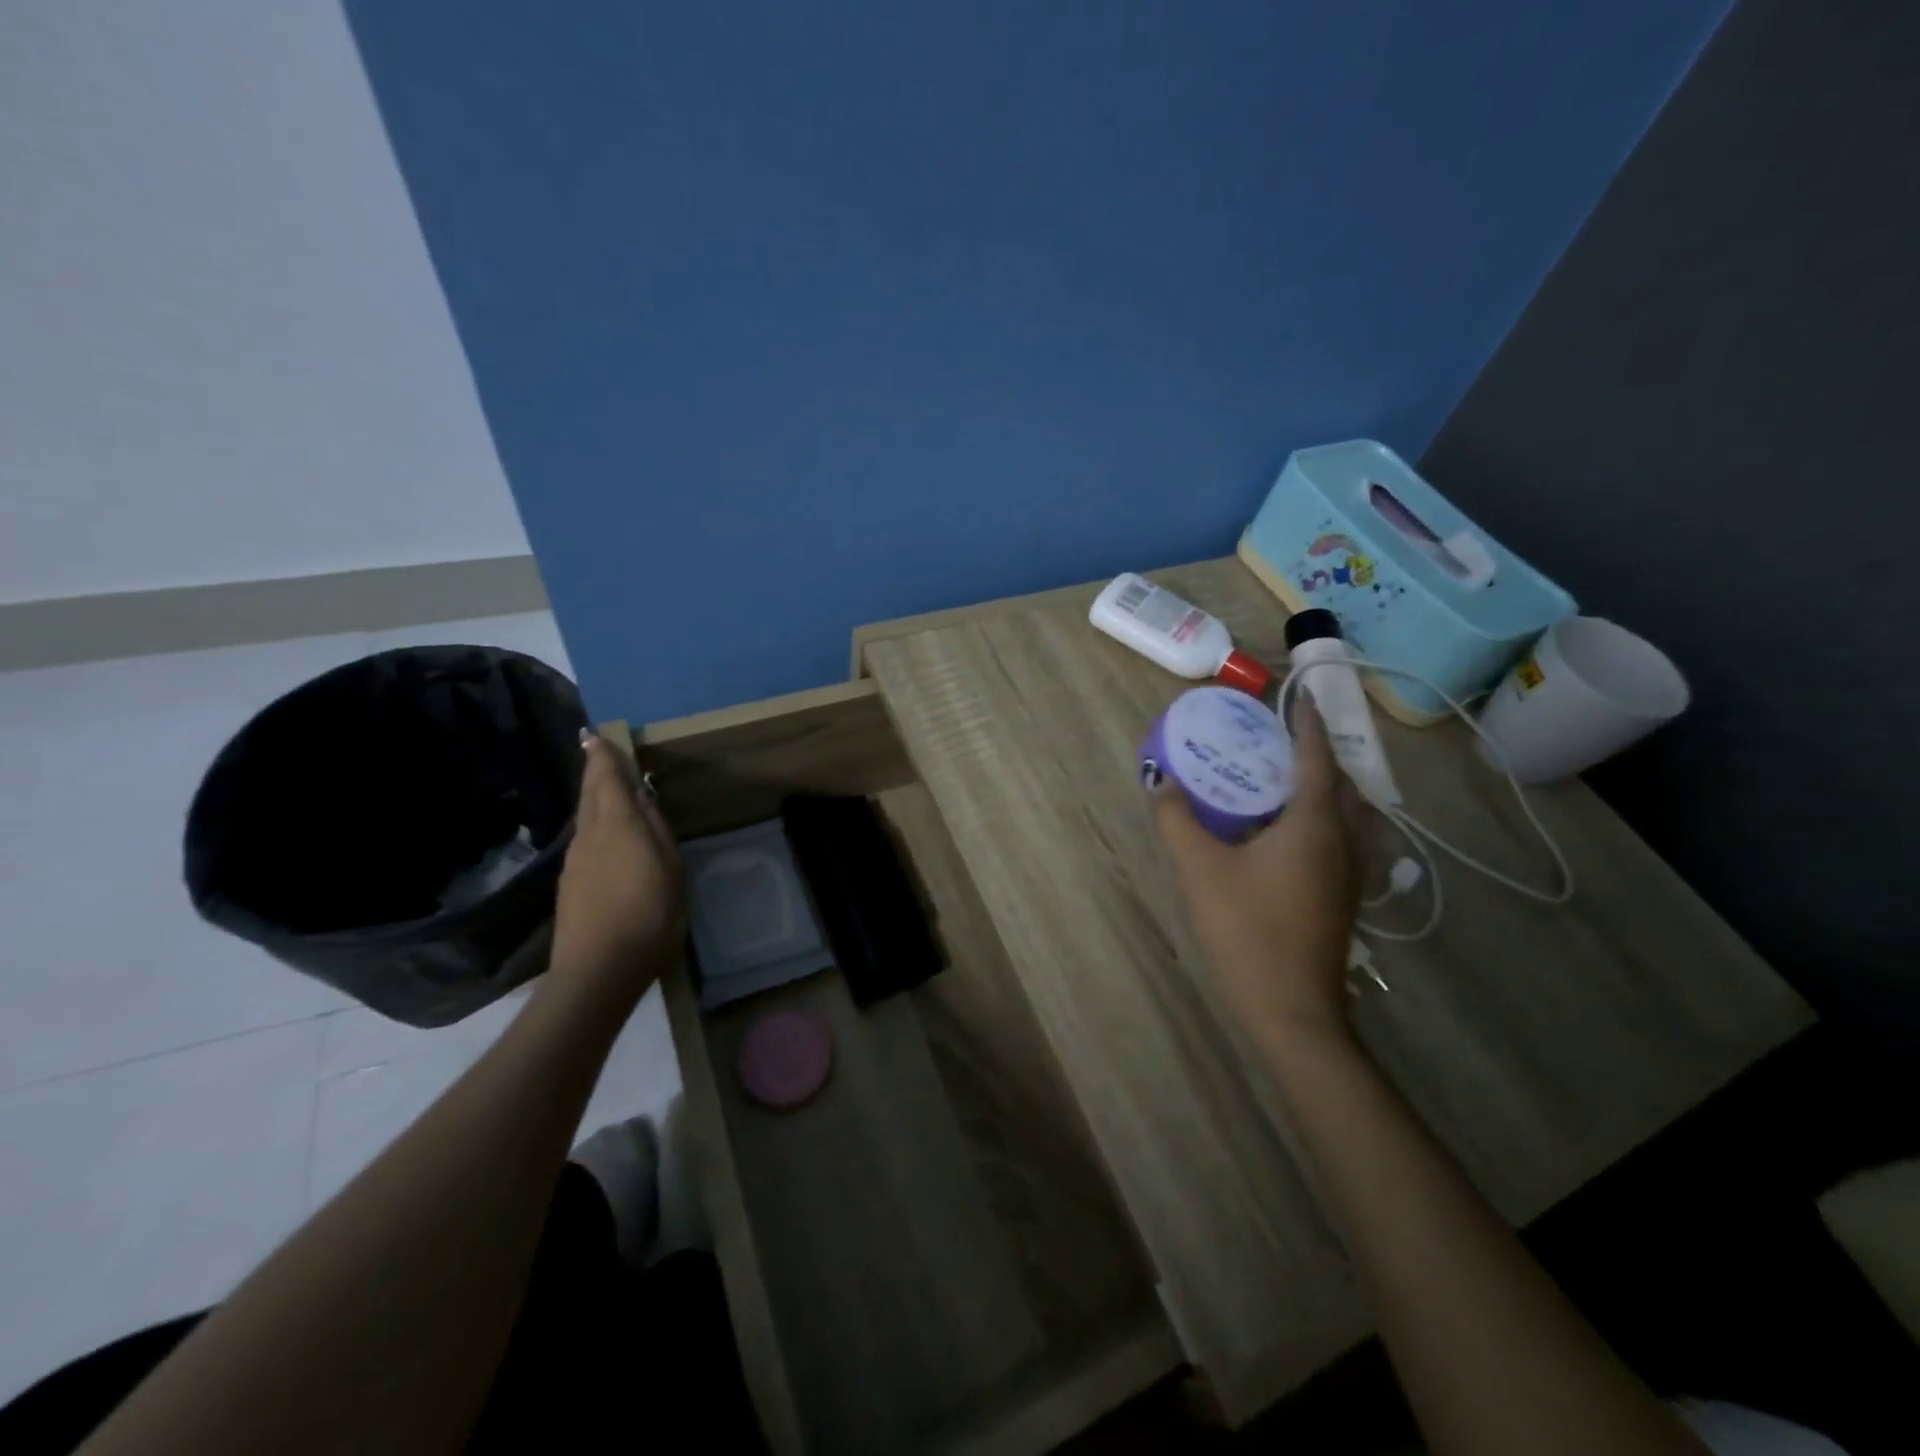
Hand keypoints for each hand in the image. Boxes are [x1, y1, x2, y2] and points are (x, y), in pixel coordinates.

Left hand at [551, 730, 684, 988]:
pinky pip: (585, 841)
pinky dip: (595, 826)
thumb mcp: (671, 869)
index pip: (605, 778)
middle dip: (594, 771)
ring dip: (596, 799)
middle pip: (589, 794)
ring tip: (610, 792)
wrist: (598, 970)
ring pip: (586, 818)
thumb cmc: (649, 915)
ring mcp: (575, 861)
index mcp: (617, 825)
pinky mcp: (570, 884)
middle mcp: (589, 835)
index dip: (602, 755)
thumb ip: (658, 830)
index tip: (595, 734)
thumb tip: (644, 798)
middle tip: (598, 752)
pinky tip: (609, 839)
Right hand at [1152, 695, 1362, 1046]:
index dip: (1309, 725)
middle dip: (1317, 755)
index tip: (1300, 698)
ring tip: (1285, 782)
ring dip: (1325, 789)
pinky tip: (1288, 836)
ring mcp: (1350, 875)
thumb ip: (1177, 820)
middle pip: (1341, 785)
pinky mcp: (1344, 899)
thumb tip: (1161, 782)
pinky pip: (1342, 840)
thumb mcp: (1199, 869)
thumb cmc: (1247, 930)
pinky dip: (1324, 820)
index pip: (1318, 759)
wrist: (1290, 1010)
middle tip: (1281, 741)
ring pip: (1348, 816)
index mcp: (1314, 825)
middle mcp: (1343, 842)